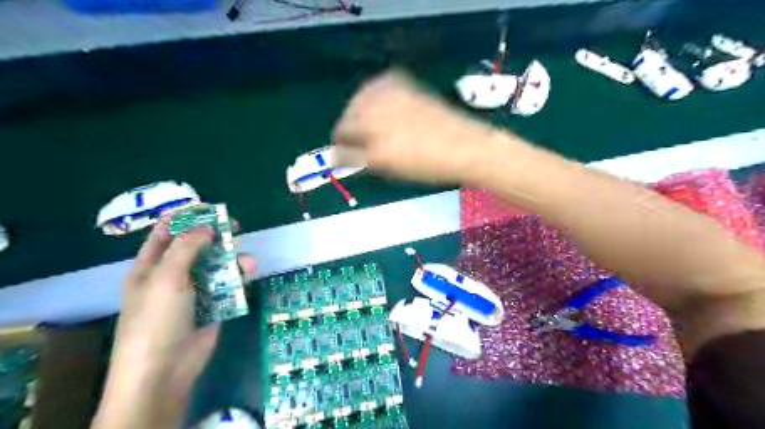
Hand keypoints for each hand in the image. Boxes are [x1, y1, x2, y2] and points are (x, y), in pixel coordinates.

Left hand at [94, 219, 255, 427]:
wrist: (166, 368)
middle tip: (235, 227)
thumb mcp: (166, 277)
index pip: (165, 234)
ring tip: (248, 261)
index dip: (184, 218)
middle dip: (215, 237)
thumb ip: (187, 247)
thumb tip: (207, 227)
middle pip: (196, 248)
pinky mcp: (214, 305)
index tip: (207, 208)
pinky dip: (240, 278)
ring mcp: (195, 291)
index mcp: (150, 267)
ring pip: (217, 266)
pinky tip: (250, 274)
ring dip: (233, 260)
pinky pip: (229, 285)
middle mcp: (173, 275)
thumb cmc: (157, 318)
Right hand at [333, 70, 498, 183]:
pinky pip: (375, 86)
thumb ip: (362, 158)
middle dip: (350, 130)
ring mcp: (389, 96)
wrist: (463, 146)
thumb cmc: (427, 165)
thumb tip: (345, 152)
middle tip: (361, 142)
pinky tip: (382, 106)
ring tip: (371, 125)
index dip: (342, 149)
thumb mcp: (390, 167)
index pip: (342, 140)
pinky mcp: (402, 84)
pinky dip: (373, 96)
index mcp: (373, 142)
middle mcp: (376, 114)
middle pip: (347, 118)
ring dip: (359, 113)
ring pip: (358, 101)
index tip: (346, 154)